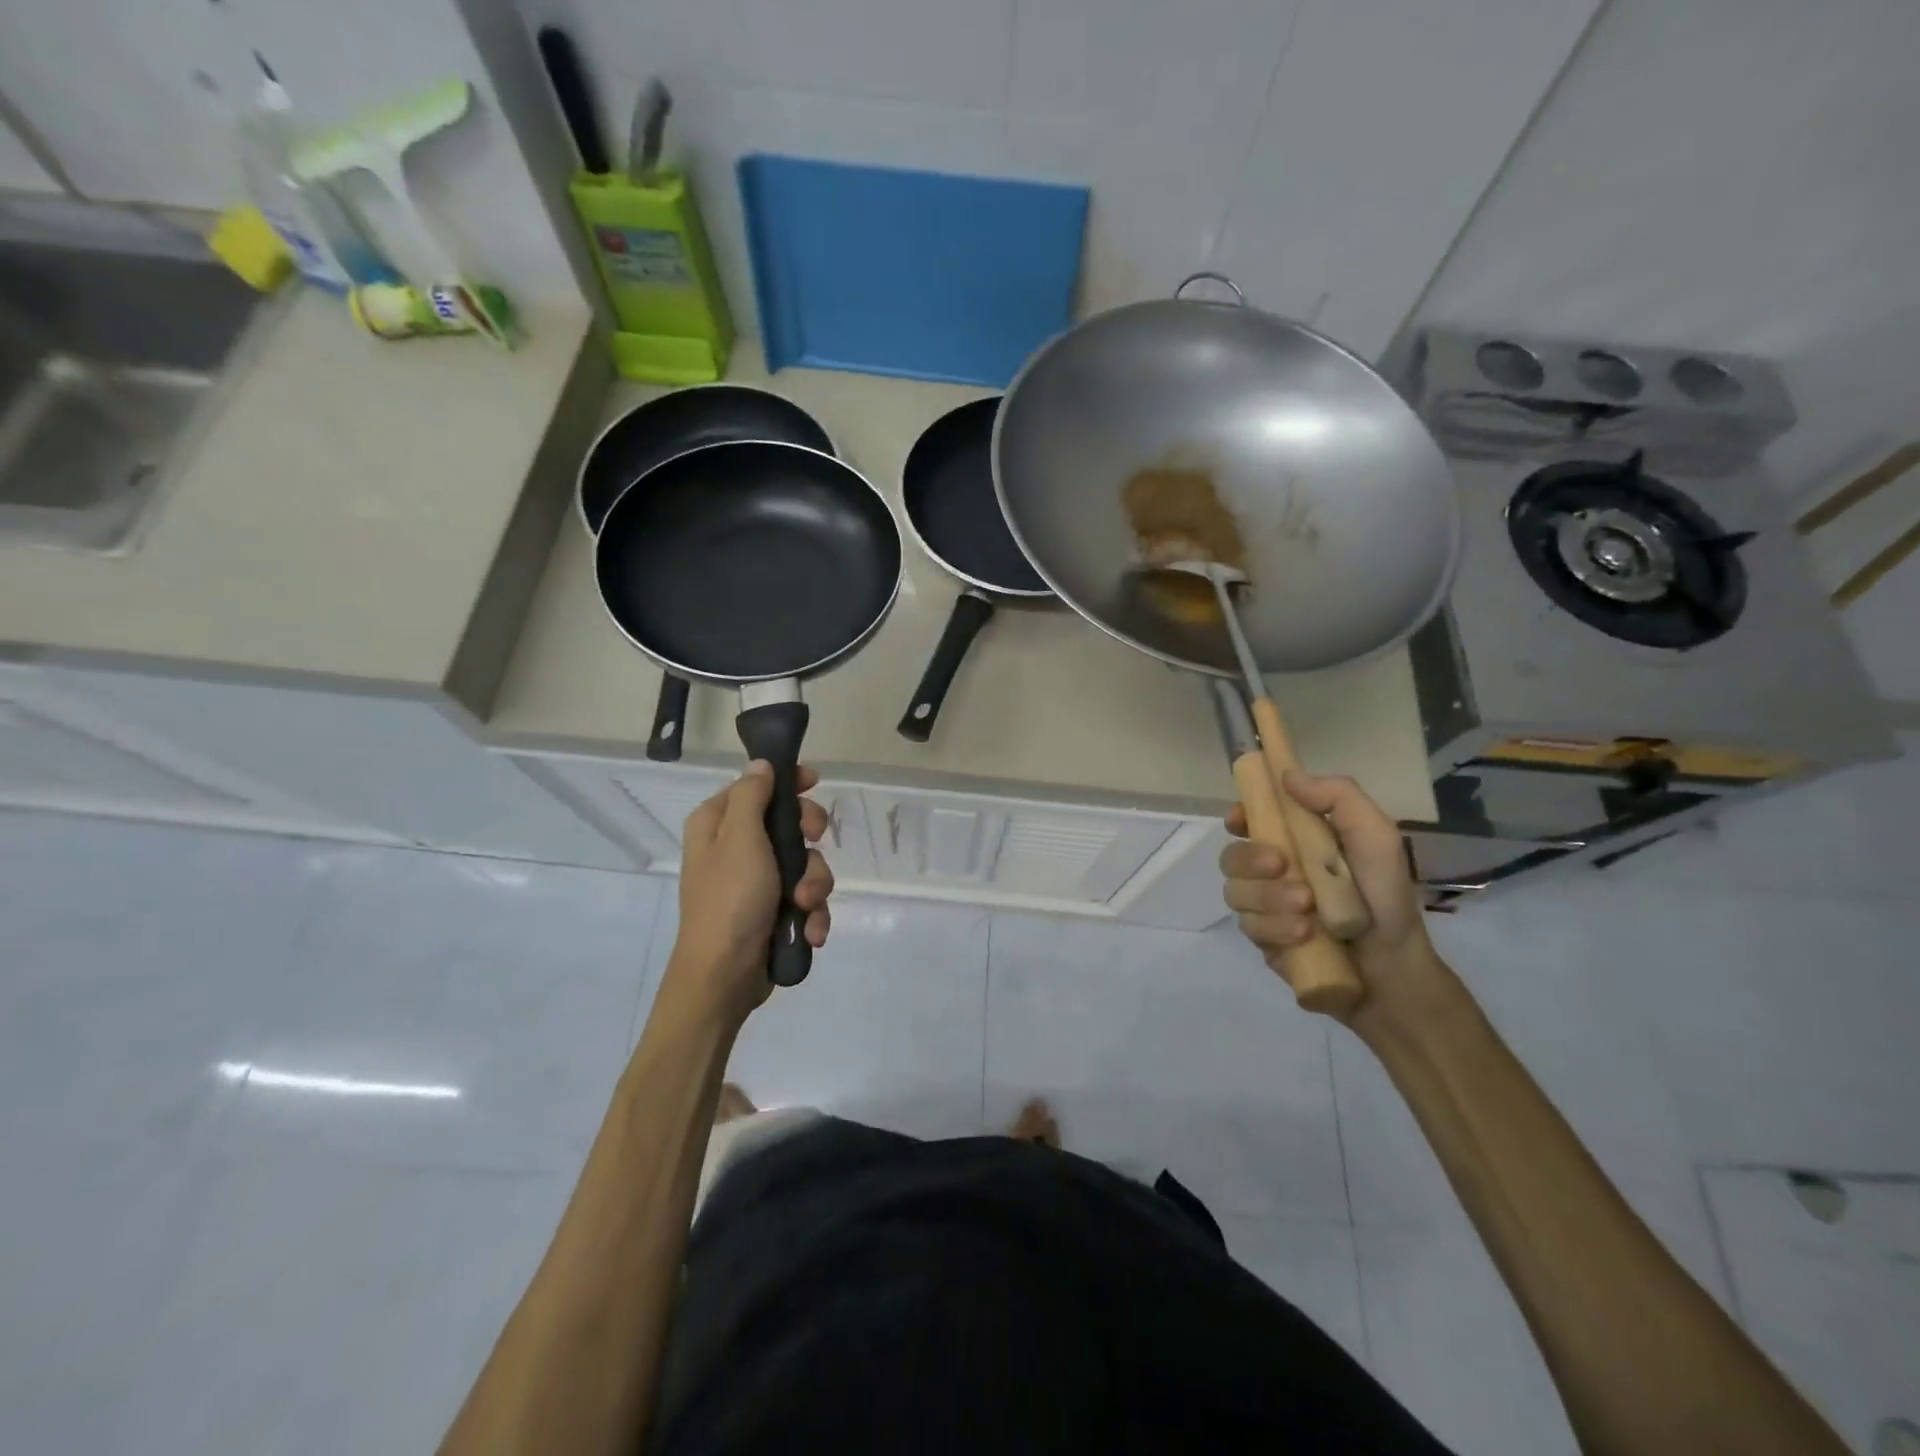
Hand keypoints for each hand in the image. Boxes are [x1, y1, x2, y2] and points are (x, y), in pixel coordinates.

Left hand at [664, 761, 834, 1024]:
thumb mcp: (740, 838)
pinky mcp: (773, 912)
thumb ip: (752, 795)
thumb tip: (761, 764)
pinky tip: (811, 931)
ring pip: (804, 864)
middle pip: (788, 823)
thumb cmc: (730, 899)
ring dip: (814, 884)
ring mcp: (756, 882)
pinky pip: (805, 898)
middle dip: (809, 839)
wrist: (724, 977)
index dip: (787, 782)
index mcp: (718, 824)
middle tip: (816, 840)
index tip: (815, 782)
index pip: (756, 786)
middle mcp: (735, 849)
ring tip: (805, 906)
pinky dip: (812, 914)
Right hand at [1221, 771, 1443, 1018]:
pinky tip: (1304, 936)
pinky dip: (1274, 928)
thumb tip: (1286, 775)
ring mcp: (1265, 905)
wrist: (1395, 968)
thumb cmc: (1386, 896)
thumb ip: (1338, 796)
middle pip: (1231, 855)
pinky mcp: (1263, 938)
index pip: (1250, 819)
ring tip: (1307, 911)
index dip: (1239, 816)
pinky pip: (1248, 926)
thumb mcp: (1376, 836)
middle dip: (1250, 859)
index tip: (1242, 820)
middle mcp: (1273, 870)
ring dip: (1268, 898)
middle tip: (1281, 866)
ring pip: (1235, 892)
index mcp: (1296, 840)